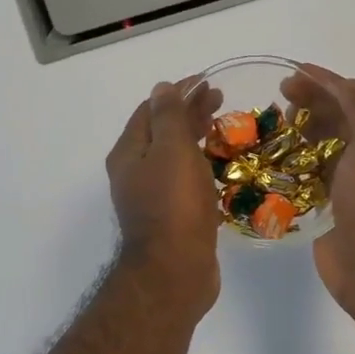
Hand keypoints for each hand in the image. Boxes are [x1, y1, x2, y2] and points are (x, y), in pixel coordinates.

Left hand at [106, 77, 223, 312]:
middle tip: (222, 100)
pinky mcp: (172, 217)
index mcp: (129, 153)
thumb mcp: (171, 150)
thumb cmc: (173, 204)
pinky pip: (185, 181)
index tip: (208, 82)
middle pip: (162, 131)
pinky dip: (201, 165)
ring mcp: (152, 197)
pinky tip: (222, 166)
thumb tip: (162, 87)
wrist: (175, 271)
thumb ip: (168, 116)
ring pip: (174, 157)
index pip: (151, 109)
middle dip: (189, 112)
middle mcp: (135, 172)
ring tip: (225, 127)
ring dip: (197, 138)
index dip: (178, 92)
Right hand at [281, 63, 354, 310]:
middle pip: (339, 120)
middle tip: (279, 95)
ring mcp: (352, 186)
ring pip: (323, 148)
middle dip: (312, 103)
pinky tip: (271, 159)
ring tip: (273, 125)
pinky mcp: (331, 209)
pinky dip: (293, 164)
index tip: (294, 72)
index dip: (327, 82)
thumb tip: (342, 84)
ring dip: (301, 132)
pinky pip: (310, 178)